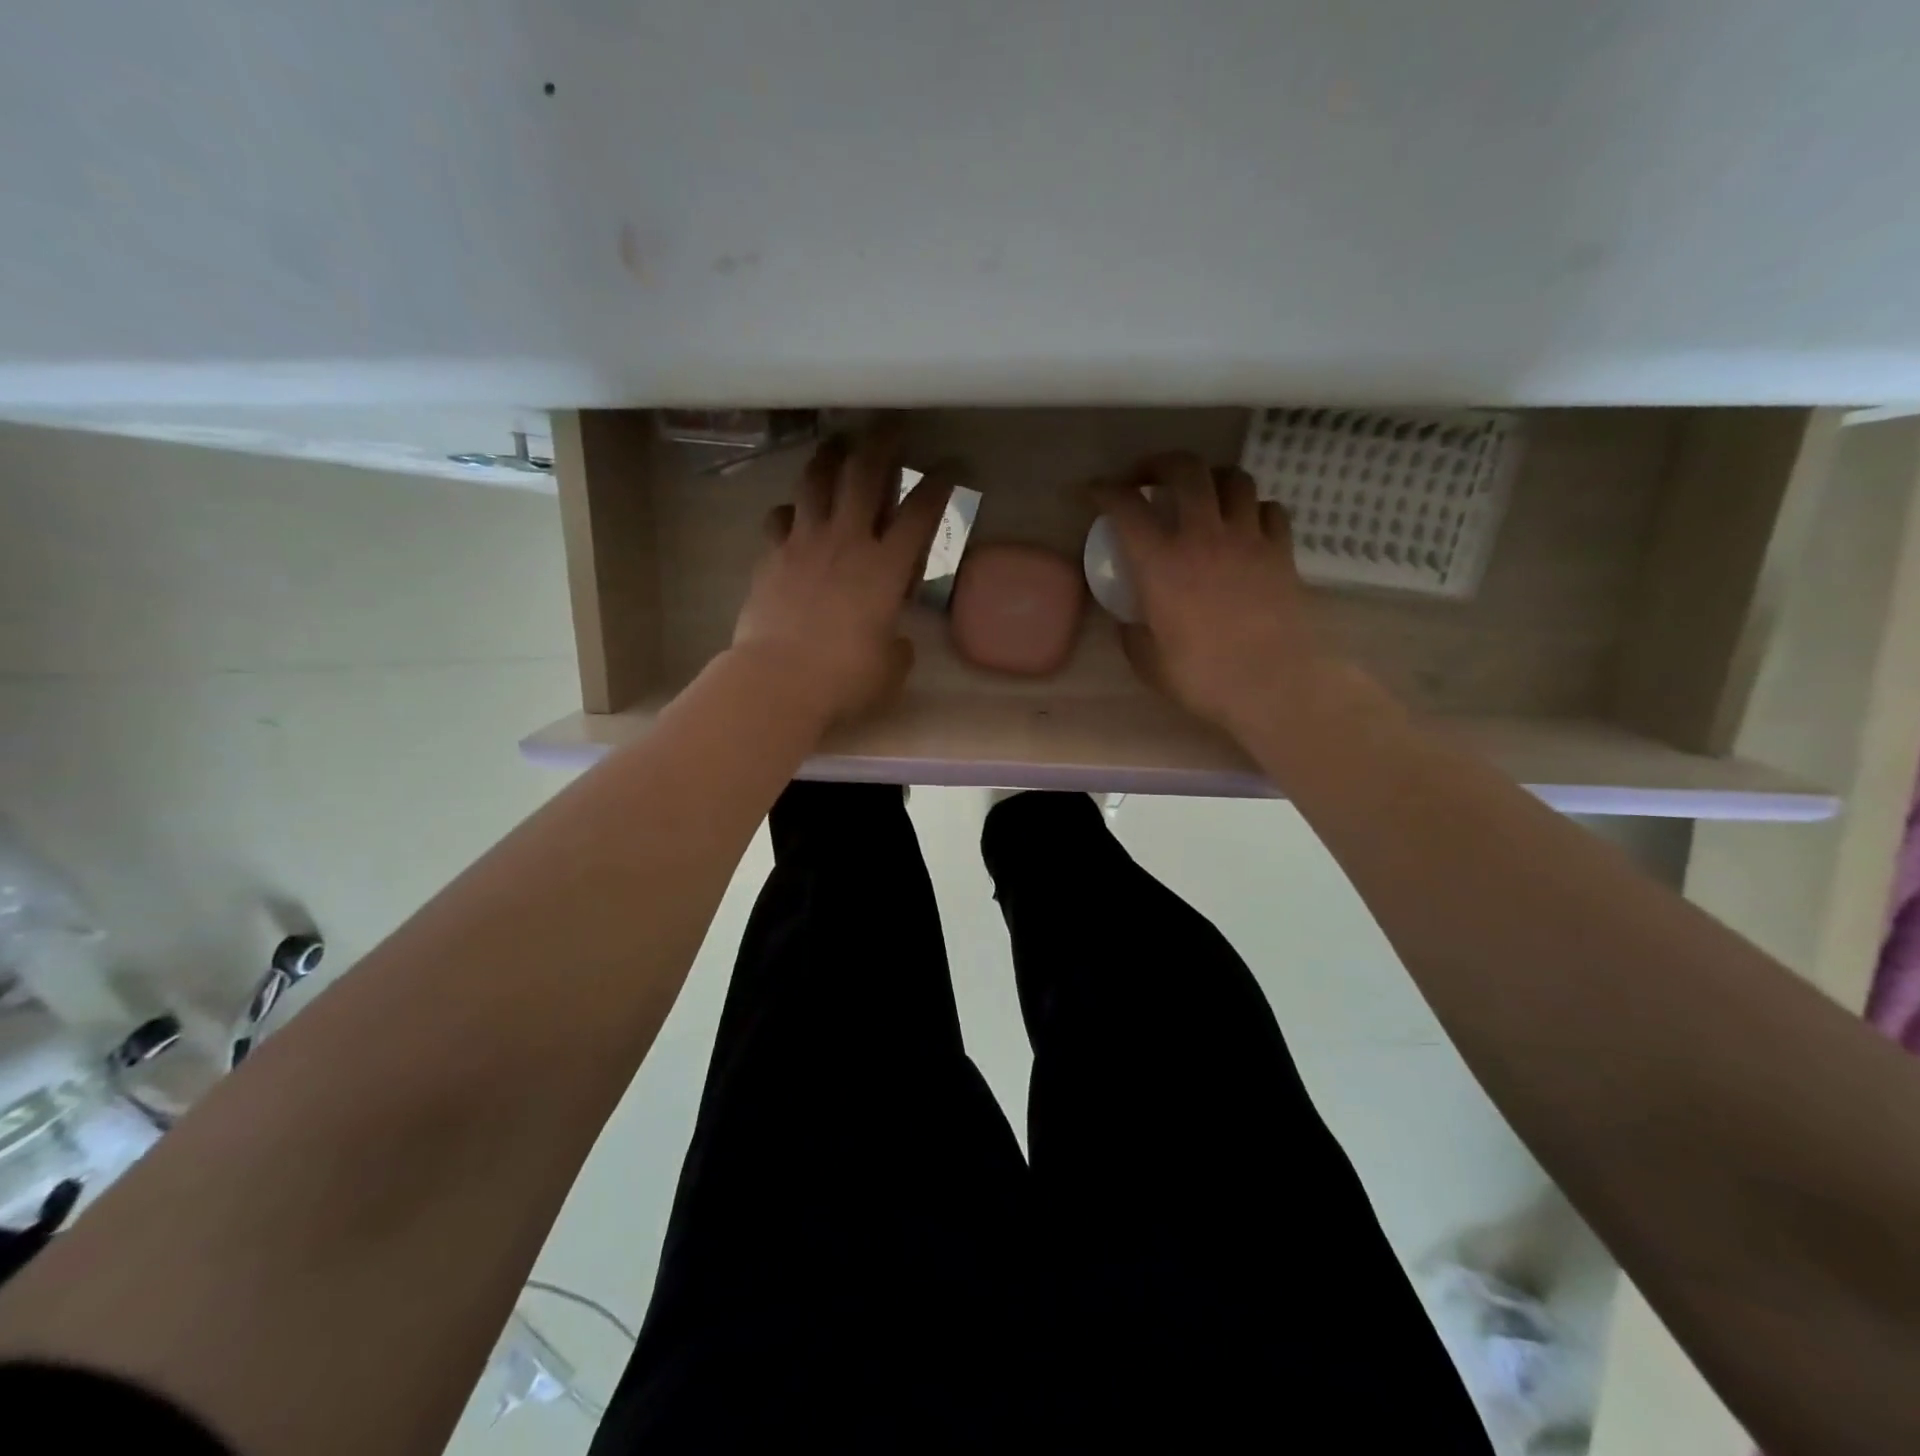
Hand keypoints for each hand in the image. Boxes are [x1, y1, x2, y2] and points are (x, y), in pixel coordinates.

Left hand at [733, 429, 955, 726]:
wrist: (777, 680)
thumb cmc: (843, 678)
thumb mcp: (889, 669)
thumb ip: (896, 646)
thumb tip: (892, 639)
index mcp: (885, 567)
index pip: (921, 513)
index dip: (940, 484)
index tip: (951, 466)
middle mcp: (846, 542)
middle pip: (864, 474)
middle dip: (882, 442)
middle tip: (889, 422)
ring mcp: (803, 544)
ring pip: (815, 482)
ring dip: (829, 459)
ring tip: (837, 448)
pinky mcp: (770, 557)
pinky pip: (779, 518)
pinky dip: (790, 511)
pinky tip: (794, 515)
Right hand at [1093, 453, 1324, 733]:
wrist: (1272, 686)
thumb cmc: (1202, 678)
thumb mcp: (1148, 662)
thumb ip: (1133, 633)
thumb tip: (1130, 620)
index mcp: (1161, 564)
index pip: (1126, 507)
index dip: (1104, 490)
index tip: (1092, 490)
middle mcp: (1203, 537)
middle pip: (1186, 470)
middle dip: (1160, 463)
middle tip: (1148, 477)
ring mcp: (1248, 539)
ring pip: (1234, 479)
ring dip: (1212, 478)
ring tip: (1202, 495)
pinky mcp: (1281, 552)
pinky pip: (1270, 509)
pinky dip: (1253, 508)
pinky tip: (1245, 524)